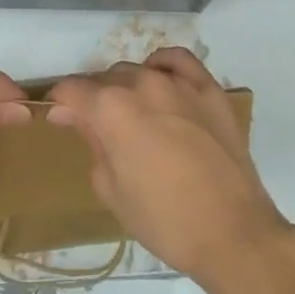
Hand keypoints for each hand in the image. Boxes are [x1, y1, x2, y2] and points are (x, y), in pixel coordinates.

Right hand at [47, 47, 289, 283]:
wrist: (234, 233)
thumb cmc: (165, 221)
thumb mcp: (111, 190)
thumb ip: (91, 143)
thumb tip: (75, 116)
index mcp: (111, 108)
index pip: (72, 90)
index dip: (61, 103)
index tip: (60, 119)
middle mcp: (141, 83)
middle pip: (105, 79)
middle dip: (95, 99)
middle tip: (100, 129)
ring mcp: (177, 82)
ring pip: (138, 70)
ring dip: (128, 87)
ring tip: (135, 115)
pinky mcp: (208, 88)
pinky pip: (178, 60)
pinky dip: (163, 65)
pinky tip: (161, 80)